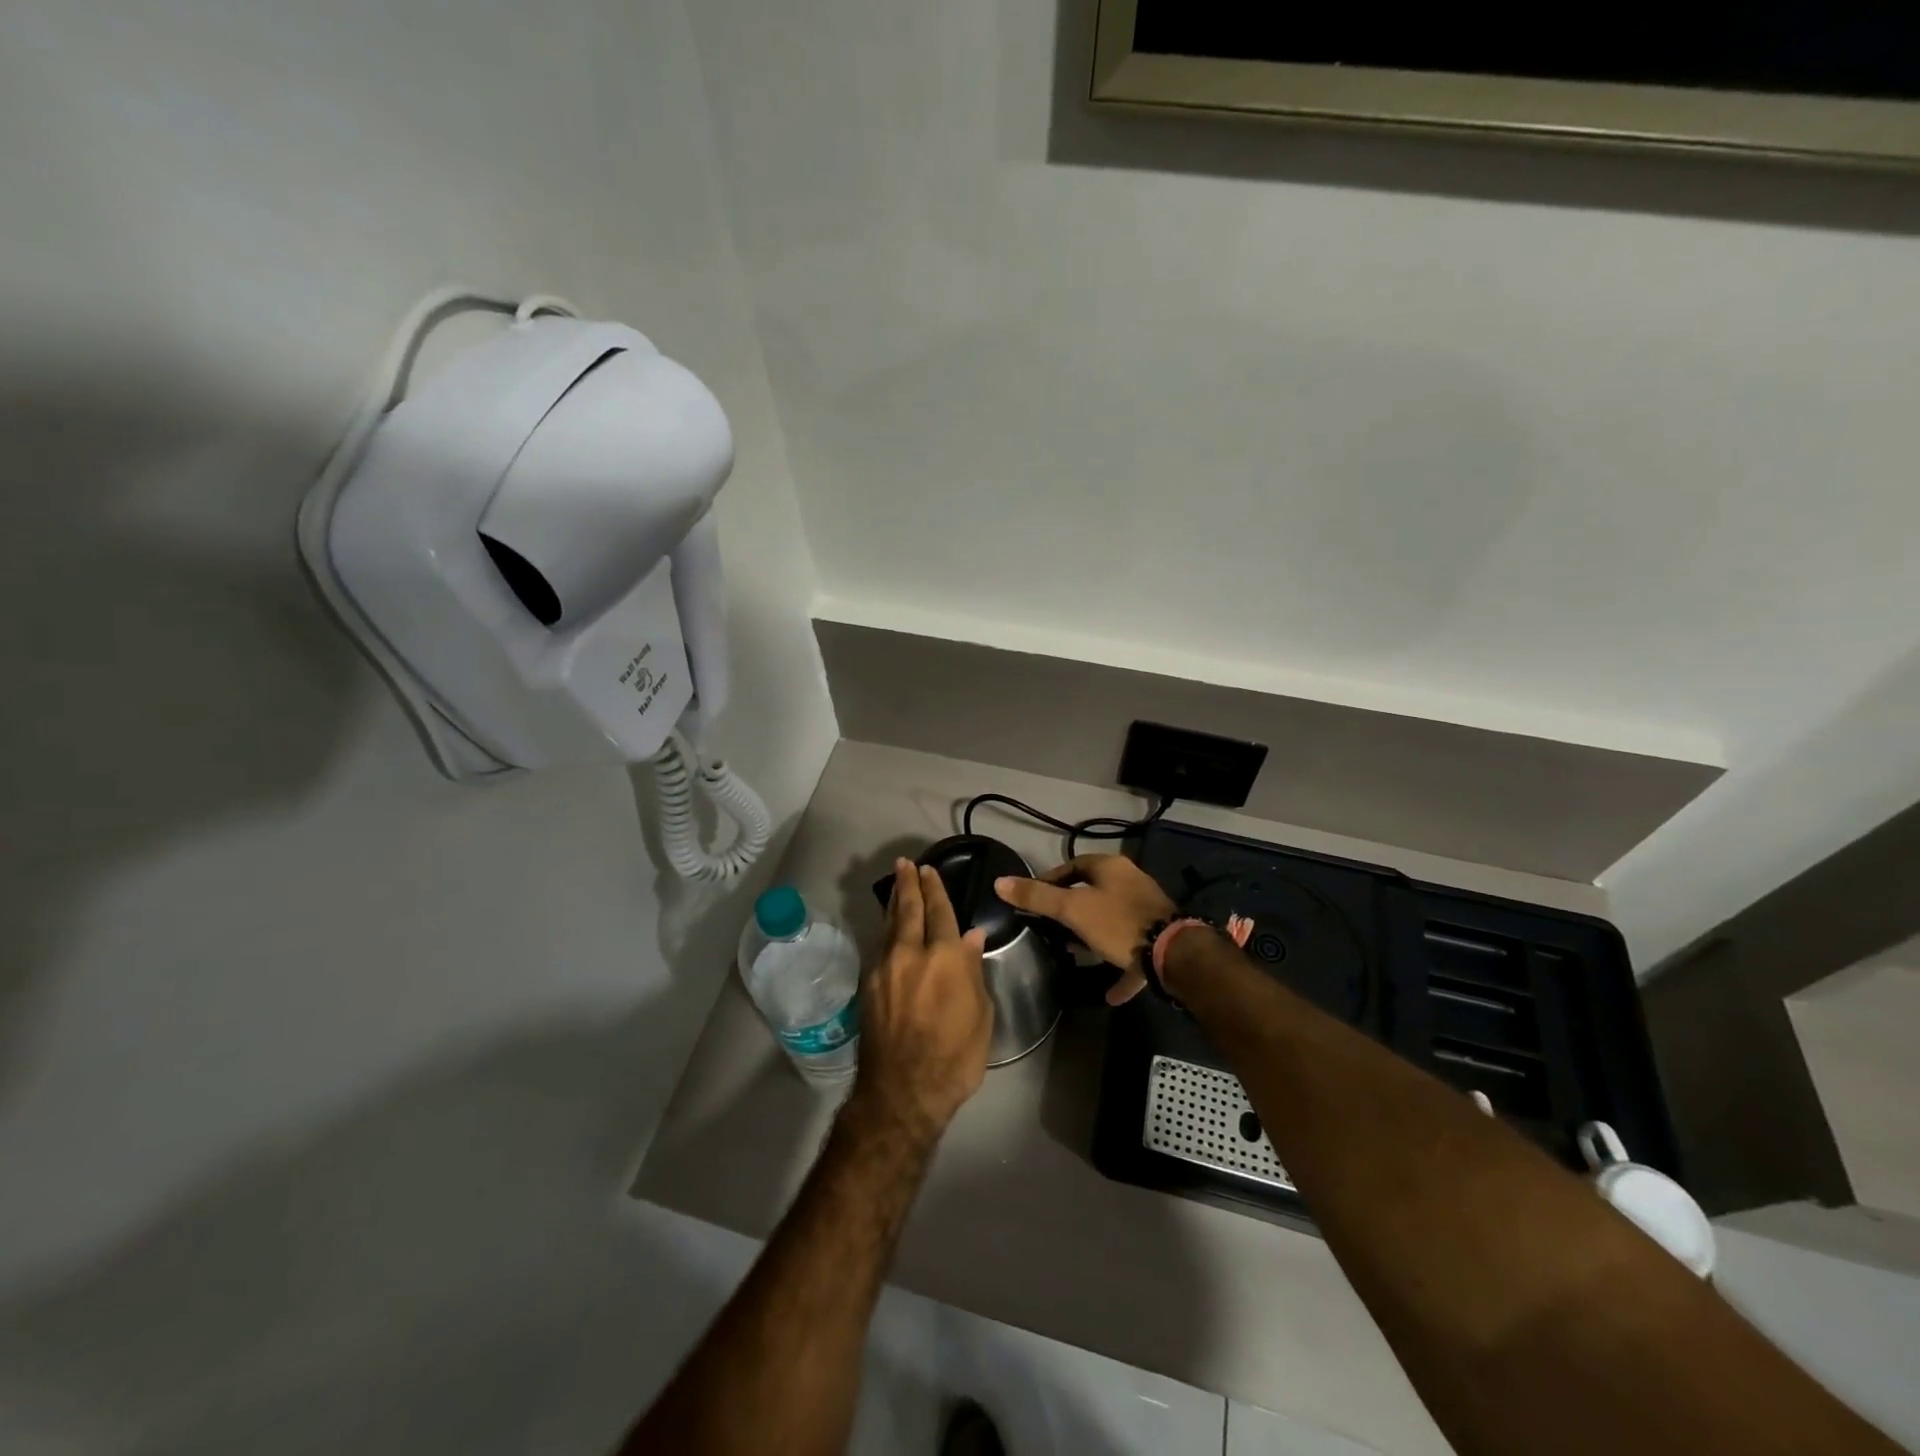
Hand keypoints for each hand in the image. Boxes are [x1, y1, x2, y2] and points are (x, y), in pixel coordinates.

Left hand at [851, 860, 993, 1143]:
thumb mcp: (980, 1016)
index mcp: (946, 957)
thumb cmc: (955, 1057)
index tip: (929, 870)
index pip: (940, 912)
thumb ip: (973, 972)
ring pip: (889, 925)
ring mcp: (885, 967)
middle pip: (909, 909)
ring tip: (896, 885)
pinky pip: (879, 947)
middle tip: (906, 865)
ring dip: (894, 902)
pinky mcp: (868, 985)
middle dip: (909, 884)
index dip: (936, 889)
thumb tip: (971, 938)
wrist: (902, 1091)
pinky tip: (889, 929)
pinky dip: (886, 932)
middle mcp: (912, 953)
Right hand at [995, 854, 1175, 1004]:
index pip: (1072, 865)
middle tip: (1050, 926)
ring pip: (1111, 920)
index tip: (1033, 900)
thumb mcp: (1072, 909)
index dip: (1050, 880)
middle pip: (1093, 891)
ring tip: (1073, 953)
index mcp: (1110, 867)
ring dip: (1093, 936)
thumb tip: (999, 883)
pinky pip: (1131, 951)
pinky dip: (1119, 967)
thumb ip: (1037, 897)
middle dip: (1071, 909)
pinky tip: (1109, 991)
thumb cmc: (1118, 923)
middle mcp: (1131, 882)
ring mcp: (1147, 910)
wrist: (1174, 954)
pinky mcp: (1158, 938)